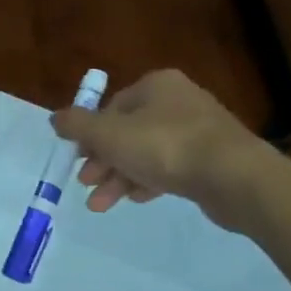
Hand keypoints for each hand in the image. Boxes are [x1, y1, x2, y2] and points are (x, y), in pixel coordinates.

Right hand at [50, 70, 276, 232]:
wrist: (235, 177)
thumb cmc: (165, 146)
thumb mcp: (109, 135)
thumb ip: (78, 126)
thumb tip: (55, 117)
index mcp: (155, 85)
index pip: (112, 107)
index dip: (90, 134)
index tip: (78, 160)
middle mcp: (178, 100)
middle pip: (128, 131)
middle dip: (103, 161)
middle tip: (87, 184)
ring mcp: (199, 130)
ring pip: (147, 152)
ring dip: (120, 177)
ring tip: (102, 205)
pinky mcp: (213, 158)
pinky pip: (172, 167)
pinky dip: (149, 181)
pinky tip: (137, 199)